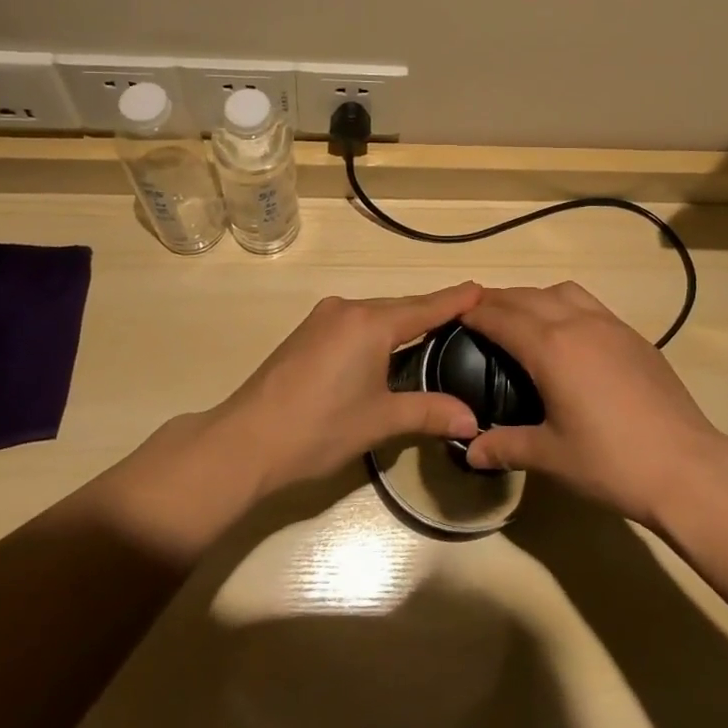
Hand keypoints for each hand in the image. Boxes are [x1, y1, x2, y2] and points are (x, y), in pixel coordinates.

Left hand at [95, 284, 483, 553]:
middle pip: (400, 308)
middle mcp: (349, 309)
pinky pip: (355, 321)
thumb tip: (473, 421)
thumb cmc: (319, 428)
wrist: (245, 440)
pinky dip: (378, 329)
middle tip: (466, 312)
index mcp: (371, 323)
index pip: (425, 308)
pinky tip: (386, 345)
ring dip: (403, 321)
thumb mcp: (380, 421)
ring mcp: (323, 317)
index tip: (482, 287)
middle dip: (432, 311)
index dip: (454, 299)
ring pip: (376, 313)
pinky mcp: (307, 331)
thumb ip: (428, 413)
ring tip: (433, 329)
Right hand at [462, 282, 727, 526]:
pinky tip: (568, 334)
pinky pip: (589, 304)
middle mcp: (577, 323)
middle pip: (527, 297)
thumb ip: (506, 447)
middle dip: (498, 301)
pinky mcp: (633, 335)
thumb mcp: (551, 457)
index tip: (454, 313)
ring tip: (522, 319)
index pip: (501, 317)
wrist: (686, 466)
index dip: (474, 313)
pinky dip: (565, 305)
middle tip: (478, 314)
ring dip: (534, 297)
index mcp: (550, 348)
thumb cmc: (611, 462)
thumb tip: (470, 451)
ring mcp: (610, 325)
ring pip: (562, 292)